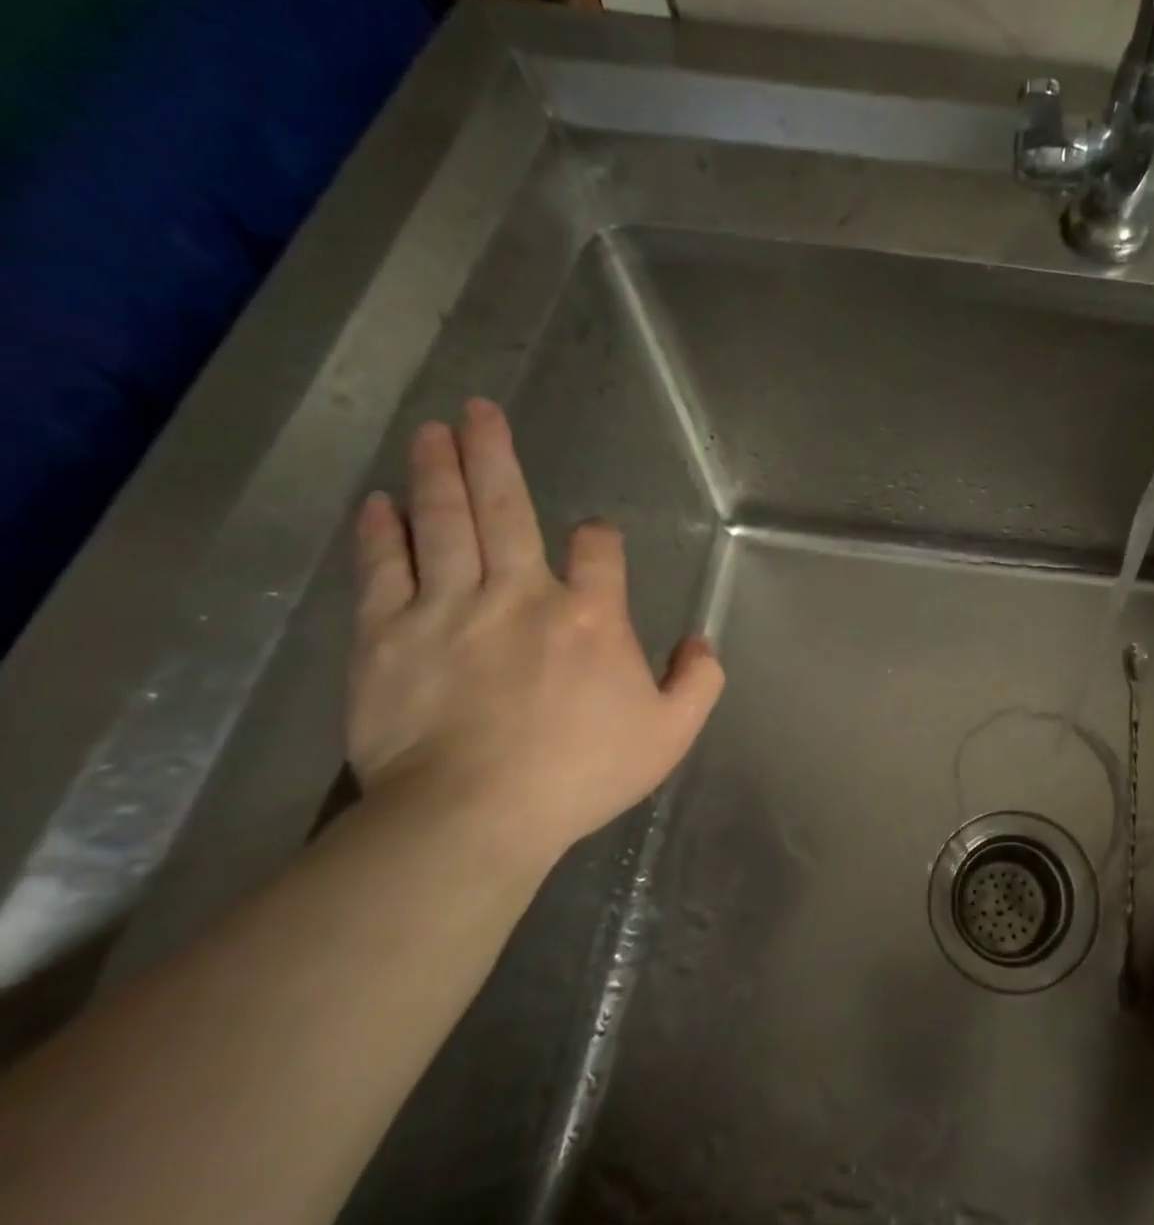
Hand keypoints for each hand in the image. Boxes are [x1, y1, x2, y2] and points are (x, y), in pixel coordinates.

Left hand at [347, 399, 722, 856]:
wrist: (474, 815)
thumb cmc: (581, 773)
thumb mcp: (671, 734)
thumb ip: (699, 681)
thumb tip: (700, 641)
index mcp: (591, 616)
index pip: (598, 550)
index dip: (598, 537)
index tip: (593, 538)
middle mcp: (521, 594)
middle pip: (507, 509)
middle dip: (494, 455)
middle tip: (478, 409)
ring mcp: (448, 608)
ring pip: (443, 523)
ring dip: (438, 472)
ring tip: (432, 431)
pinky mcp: (387, 636)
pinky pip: (384, 569)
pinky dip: (383, 532)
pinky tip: (382, 502)